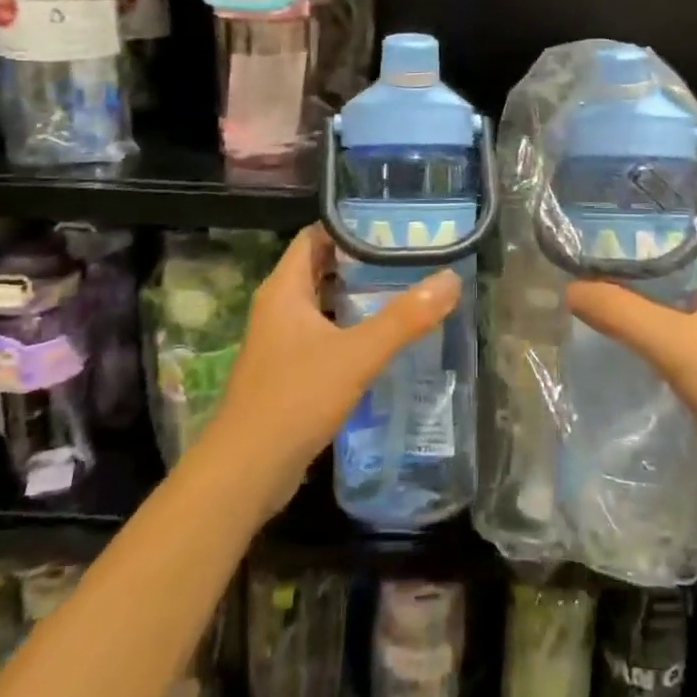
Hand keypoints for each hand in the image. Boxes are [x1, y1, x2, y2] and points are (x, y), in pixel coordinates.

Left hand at [208, 225, 461, 513]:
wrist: (246, 471)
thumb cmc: (295, 398)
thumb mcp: (357, 354)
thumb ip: (404, 318)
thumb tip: (451, 280)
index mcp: (284, 289)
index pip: (315, 237)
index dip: (350, 226)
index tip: (393, 224)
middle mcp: (278, 307)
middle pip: (322, 268)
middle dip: (363, 261)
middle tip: (409, 257)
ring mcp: (281, 341)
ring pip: (324, 303)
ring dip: (358, 297)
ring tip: (405, 290)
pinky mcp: (288, 371)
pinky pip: (324, 334)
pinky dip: (351, 328)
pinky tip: (384, 338)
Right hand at [564, 220, 696, 513]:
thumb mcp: (673, 343)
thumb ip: (620, 313)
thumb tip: (571, 289)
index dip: (677, 219)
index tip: (631, 223)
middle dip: (658, 258)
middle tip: (609, 257)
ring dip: (662, 297)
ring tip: (613, 292)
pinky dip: (671, 330)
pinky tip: (639, 340)